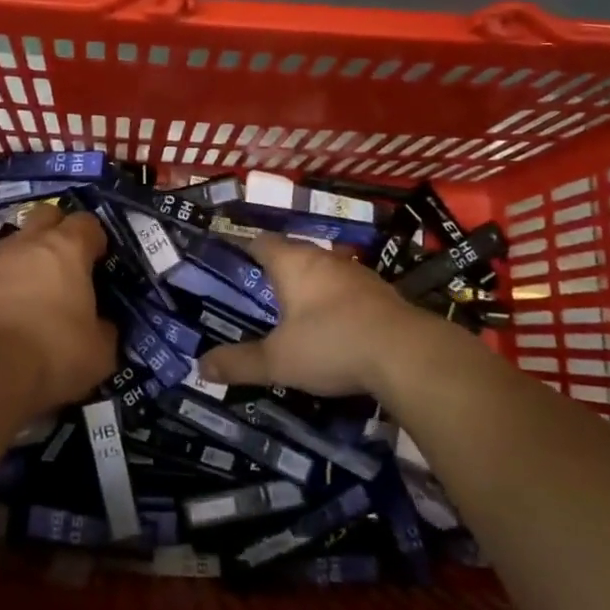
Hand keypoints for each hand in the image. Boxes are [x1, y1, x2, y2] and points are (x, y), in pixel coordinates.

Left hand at [0, 206, 116, 417]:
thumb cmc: (53, 352)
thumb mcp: (99, 352)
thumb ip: (104, 329)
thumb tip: (101, 324)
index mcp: (67, 248)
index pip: (87, 222)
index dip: (95, 239)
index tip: (100, 261)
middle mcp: (29, 242)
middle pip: (46, 215)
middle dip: (58, 230)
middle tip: (67, 262)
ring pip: (16, 243)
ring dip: (27, 259)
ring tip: (35, 293)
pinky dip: (3, 284)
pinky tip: (7, 313)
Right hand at [197, 235, 458, 396]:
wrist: (408, 355)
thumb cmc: (332, 344)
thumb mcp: (279, 361)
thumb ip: (240, 363)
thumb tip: (200, 367)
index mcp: (292, 263)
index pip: (261, 241)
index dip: (244, 247)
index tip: (231, 258)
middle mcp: (323, 259)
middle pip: (293, 252)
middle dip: (275, 268)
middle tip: (258, 289)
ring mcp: (356, 274)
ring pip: (323, 270)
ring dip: (308, 284)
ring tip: (293, 307)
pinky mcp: (382, 294)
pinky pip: (347, 290)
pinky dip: (334, 302)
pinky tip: (333, 325)